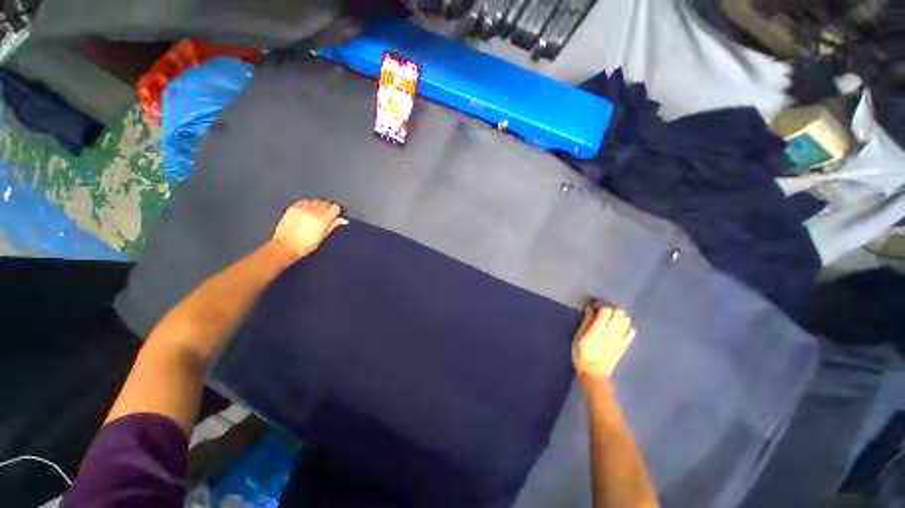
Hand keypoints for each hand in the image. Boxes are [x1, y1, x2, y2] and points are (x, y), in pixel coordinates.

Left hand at [272, 199, 347, 258]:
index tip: (334, 217)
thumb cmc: (306, 245)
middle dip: (327, 208)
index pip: (335, 207)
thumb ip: (333, 225)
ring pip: (316, 200)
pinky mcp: (293, 207)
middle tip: (324, 217)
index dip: (336, 212)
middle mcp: (313, 211)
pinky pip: (305, 201)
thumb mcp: (323, 237)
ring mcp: (302, 208)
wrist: (285, 246)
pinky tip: (306, 212)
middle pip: (326, 203)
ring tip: (314, 215)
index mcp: (322, 219)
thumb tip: (344, 220)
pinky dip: (308, 204)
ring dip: (317, 206)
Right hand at [572, 302, 636, 381]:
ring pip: (626, 319)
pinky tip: (620, 329)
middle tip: (603, 313)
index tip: (594, 307)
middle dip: (611, 309)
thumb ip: (586, 321)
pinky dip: (627, 326)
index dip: (600, 305)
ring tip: (611, 320)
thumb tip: (591, 308)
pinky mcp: (626, 345)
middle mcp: (612, 331)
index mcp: (598, 328)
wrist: (593, 373)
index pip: (606, 309)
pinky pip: (632, 330)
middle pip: (618, 312)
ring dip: (619, 317)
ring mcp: (621, 338)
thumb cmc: (581, 353)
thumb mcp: (578, 336)